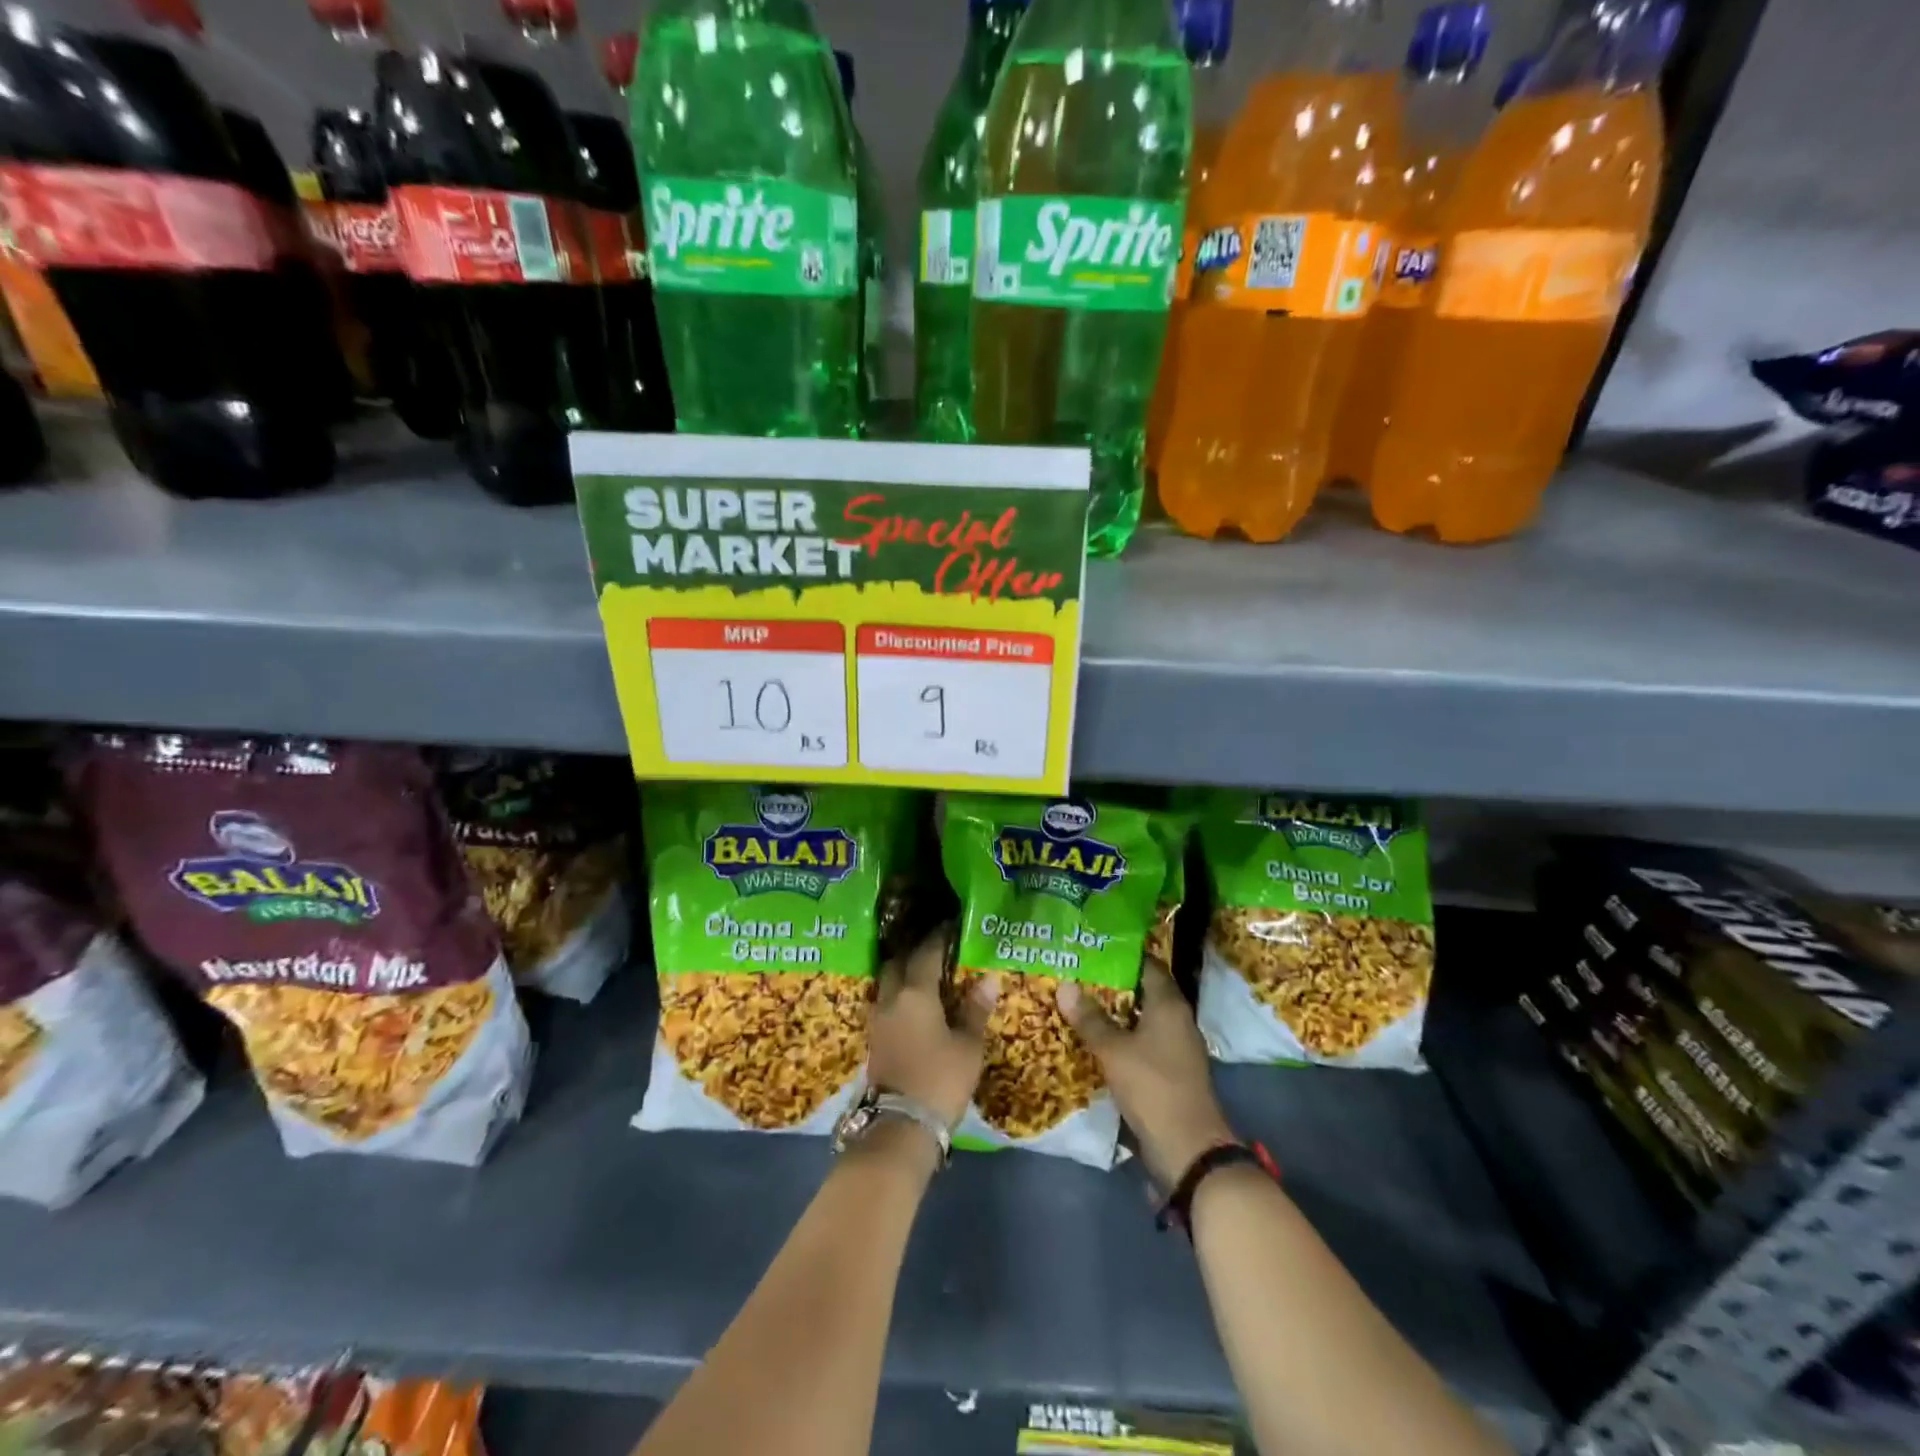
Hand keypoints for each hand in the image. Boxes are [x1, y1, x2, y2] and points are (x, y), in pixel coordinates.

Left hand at [869, 926, 996, 1130]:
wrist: (900, 1127)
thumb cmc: (941, 1079)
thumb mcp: (968, 1046)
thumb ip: (975, 1010)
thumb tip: (988, 978)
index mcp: (915, 993)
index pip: (926, 954)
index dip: (938, 938)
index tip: (949, 927)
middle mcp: (891, 998)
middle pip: (898, 963)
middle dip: (914, 952)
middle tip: (935, 949)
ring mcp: (878, 1019)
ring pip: (888, 984)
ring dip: (903, 974)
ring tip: (926, 975)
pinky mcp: (874, 1039)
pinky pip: (886, 1003)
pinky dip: (899, 996)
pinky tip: (914, 1004)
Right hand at [1058, 957, 1233, 1188]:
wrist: (1187, 1147)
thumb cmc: (1152, 1086)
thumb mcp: (1113, 1050)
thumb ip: (1090, 1018)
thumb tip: (1065, 985)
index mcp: (1169, 1004)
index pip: (1148, 964)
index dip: (1122, 955)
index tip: (1093, 948)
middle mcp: (1177, 1019)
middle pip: (1144, 991)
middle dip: (1113, 984)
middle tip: (1078, 974)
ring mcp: (1176, 1047)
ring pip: (1143, 1018)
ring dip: (1116, 1013)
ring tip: (1080, 1003)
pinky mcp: (1171, 1071)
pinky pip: (1144, 1042)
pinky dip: (1123, 1037)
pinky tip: (1097, 1040)